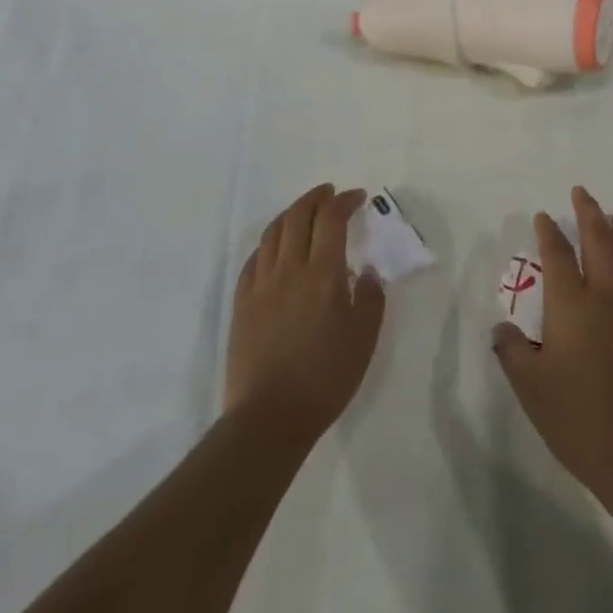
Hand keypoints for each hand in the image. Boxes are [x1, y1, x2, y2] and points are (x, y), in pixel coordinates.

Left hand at [224, 185, 384, 444]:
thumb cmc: (325, 378)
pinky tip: (276, 249)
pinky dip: (269, 243)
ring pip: (273, 232)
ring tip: (304, 212)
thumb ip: (371, 299)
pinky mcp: (241, 304)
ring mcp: (261, 285)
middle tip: (331, 193)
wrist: (269, 418)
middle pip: (298, 215)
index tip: (358, 197)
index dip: (345, 200)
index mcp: (323, 274)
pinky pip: (253, 259)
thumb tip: (367, 272)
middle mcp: (290, 269)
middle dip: (316, 197)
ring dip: (291, 213)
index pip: (332, 218)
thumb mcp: (364, 339)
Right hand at [492, 186, 612, 504]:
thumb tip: (501, 327)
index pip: (557, 255)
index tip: (544, 217)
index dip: (549, 232)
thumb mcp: (530, 388)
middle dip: (588, 211)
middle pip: (598, 238)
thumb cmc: (577, 419)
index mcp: (569, 305)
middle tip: (581, 193)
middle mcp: (605, 294)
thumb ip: (512, 351)